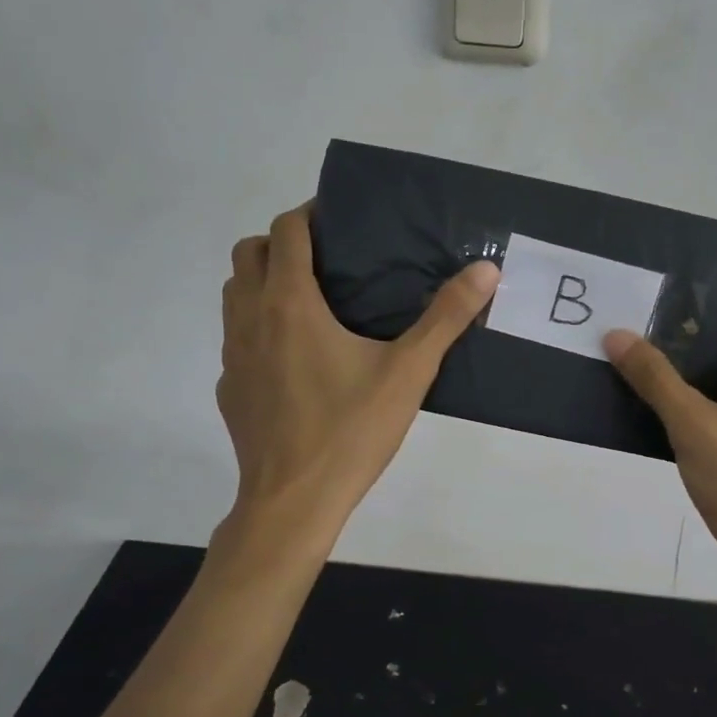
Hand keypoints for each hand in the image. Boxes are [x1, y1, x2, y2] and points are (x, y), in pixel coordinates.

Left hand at [218, 204, 499, 536]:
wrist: (293, 502)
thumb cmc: (350, 430)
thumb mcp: (408, 372)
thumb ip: (446, 317)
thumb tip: (486, 269)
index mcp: (289, 303)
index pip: (286, 231)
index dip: (310, 214)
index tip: (341, 221)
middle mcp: (250, 318)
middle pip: (249, 254)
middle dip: (282, 243)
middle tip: (327, 260)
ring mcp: (233, 356)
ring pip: (234, 294)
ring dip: (263, 282)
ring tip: (311, 302)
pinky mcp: (230, 389)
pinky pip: (237, 339)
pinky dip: (259, 328)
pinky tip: (297, 360)